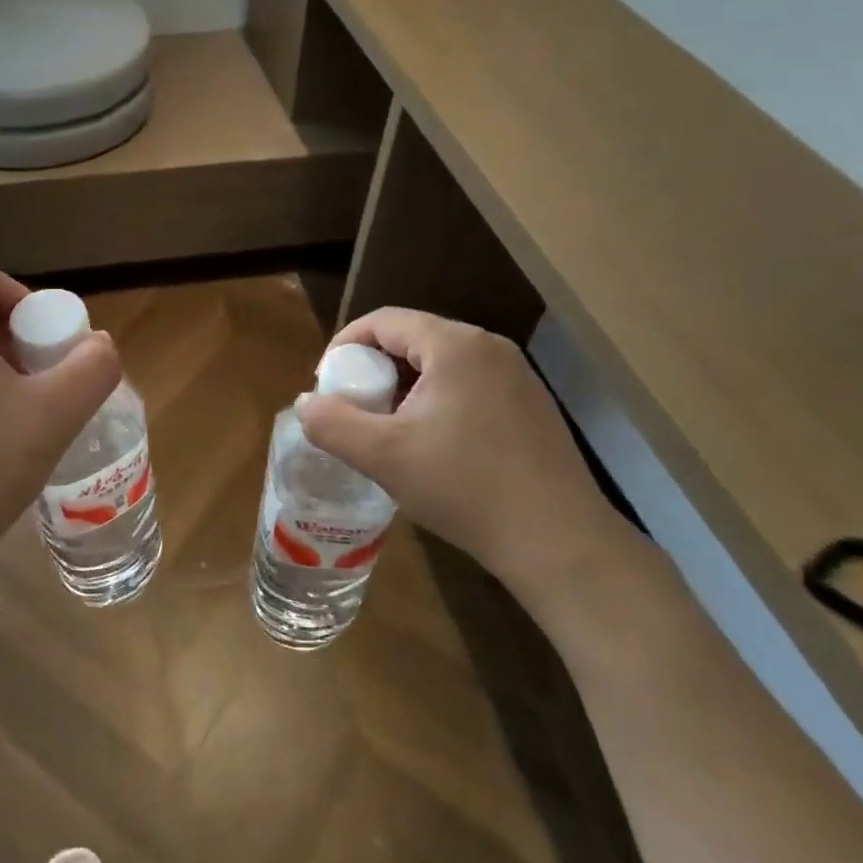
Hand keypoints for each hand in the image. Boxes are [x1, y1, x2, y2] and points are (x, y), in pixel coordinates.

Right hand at [296, 308, 632, 618]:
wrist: (558, 541)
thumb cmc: (464, 487)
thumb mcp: (383, 456)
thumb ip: (332, 423)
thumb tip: (305, 403)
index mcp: (456, 346)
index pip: (384, 321)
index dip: (344, 345)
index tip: (326, 384)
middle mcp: (491, 349)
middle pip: (414, 340)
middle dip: (374, 369)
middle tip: (353, 410)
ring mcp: (518, 377)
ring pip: (442, 366)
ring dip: (404, 389)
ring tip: (388, 431)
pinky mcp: (531, 407)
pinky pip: (469, 387)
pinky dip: (437, 403)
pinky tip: (434, 447)